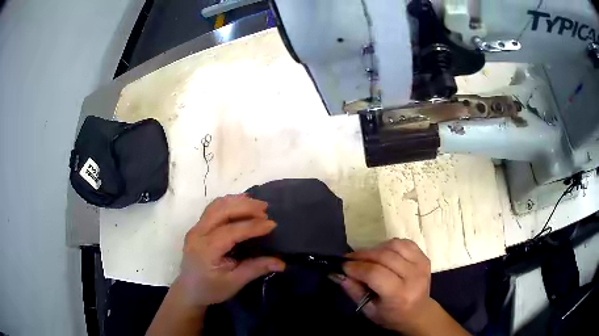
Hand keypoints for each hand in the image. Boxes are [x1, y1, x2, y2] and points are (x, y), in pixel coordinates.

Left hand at [175, 194, 285, 307]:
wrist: (189, 290)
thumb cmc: (211, 289)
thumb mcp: (234, 283)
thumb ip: (255, 269)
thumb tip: (281, 263)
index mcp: (206, 249)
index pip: (231, 231)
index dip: (253, 226)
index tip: (272, 224)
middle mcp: (198, 233)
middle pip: (221, 211)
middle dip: (245, 207)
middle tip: (266, 208)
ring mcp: (195, 228)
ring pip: (216, 206)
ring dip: (237, 202)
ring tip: (256, 204)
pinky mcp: (197, 227)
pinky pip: (213, 209)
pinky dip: (228, 204)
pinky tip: (241, 206)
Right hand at [335, 238, 432, 332]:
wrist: (418, 313)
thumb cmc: (390, 315)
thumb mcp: (368, 309)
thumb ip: (354, 290)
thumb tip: (337, 273)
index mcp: (399, 295)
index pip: (375, 273)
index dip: (356, 267)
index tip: (343, 265)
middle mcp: (414, 277)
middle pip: (384, 256)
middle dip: (363, 255)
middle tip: (349, 258)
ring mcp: (421, 265)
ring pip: (394, 246)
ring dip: (375, 248)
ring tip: (365, 256)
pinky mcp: (424, 258)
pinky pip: (404, 243)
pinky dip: (390, 245)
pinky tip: (382, 253)